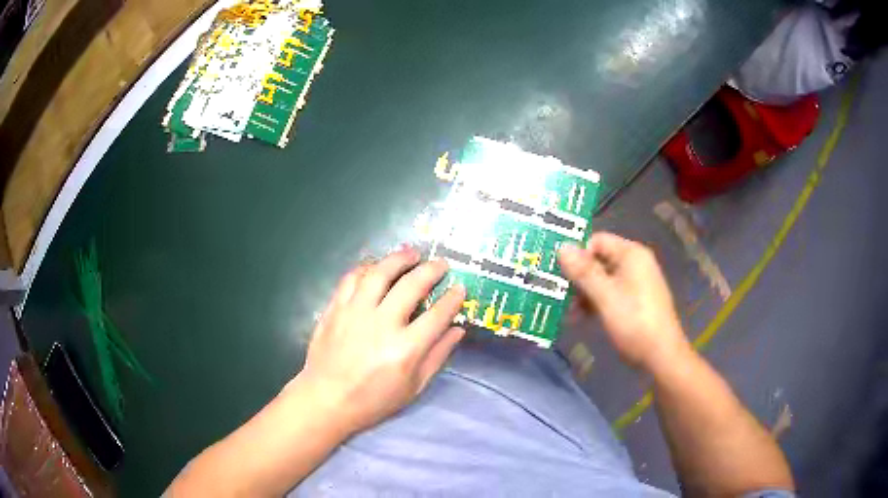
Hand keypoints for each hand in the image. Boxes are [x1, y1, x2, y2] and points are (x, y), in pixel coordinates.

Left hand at [292, 246, 466, 435]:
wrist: (327, 399)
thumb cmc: (374, 399)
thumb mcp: (414, 386)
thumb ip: (438, 356)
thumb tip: (458, 330)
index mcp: (406, 349)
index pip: (438, 314)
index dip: (453, 298)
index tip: (460, 288)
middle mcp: (382, 324)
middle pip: (412, 285)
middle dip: (432, 270)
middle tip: (441, 264)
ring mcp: (355, 313)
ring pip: (380, 273)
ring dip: (399, 258)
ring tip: (412, 253)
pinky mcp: (335, 308)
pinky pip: (352, 278)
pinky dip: (367, 267)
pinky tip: (377, 266)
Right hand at [558, 232, 690, 371]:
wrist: (661, 356)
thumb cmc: (634, 322)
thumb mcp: (605, 296)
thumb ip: (583, 271)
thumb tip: (561, 246)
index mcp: (631, 254)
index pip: (597, 240)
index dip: (577, 254)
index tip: (558, 273)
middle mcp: (635, 263)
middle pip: (599, 259)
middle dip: (578, 276)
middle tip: (557, 294)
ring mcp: (637, 283)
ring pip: (603, 279)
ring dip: (584, 293)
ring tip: (567, 312)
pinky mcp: (636, 301)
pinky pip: (611, 293)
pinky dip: (595, 302)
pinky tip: (581, 318)